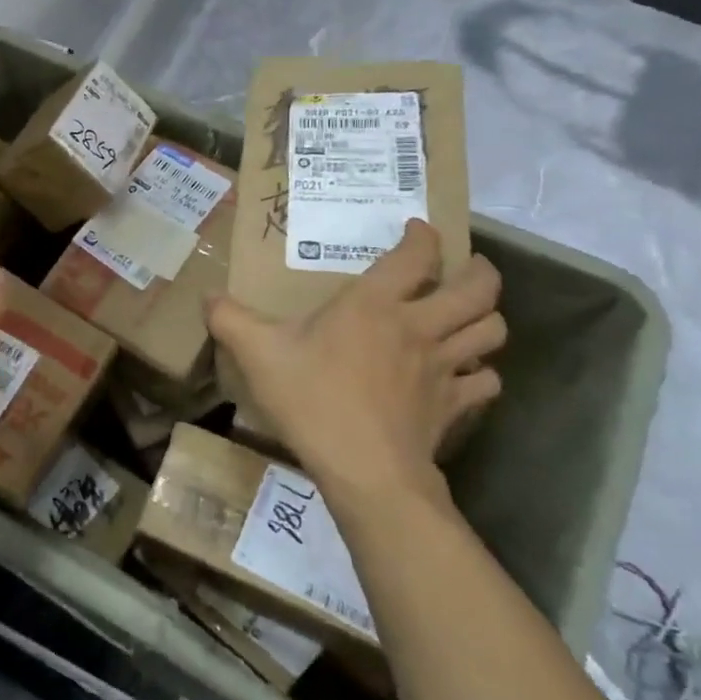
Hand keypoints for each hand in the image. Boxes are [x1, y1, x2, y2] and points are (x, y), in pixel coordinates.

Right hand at [206, 220, 503, 515]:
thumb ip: (229, 319)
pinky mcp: (455, 405)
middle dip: (480, 271)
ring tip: (468, 315)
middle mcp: (419, 326)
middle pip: (478, 289)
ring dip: (487, 318)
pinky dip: (482, 372)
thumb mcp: (258, 353)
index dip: (423, 236)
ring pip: (492, 331)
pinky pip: (486, 380)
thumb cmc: (312, 399)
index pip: (415, 256)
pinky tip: (465, 374)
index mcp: (374, 305)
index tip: (416, 230)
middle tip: (465, 268)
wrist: (365, 470)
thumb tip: (208, 297)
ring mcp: (444, 367)